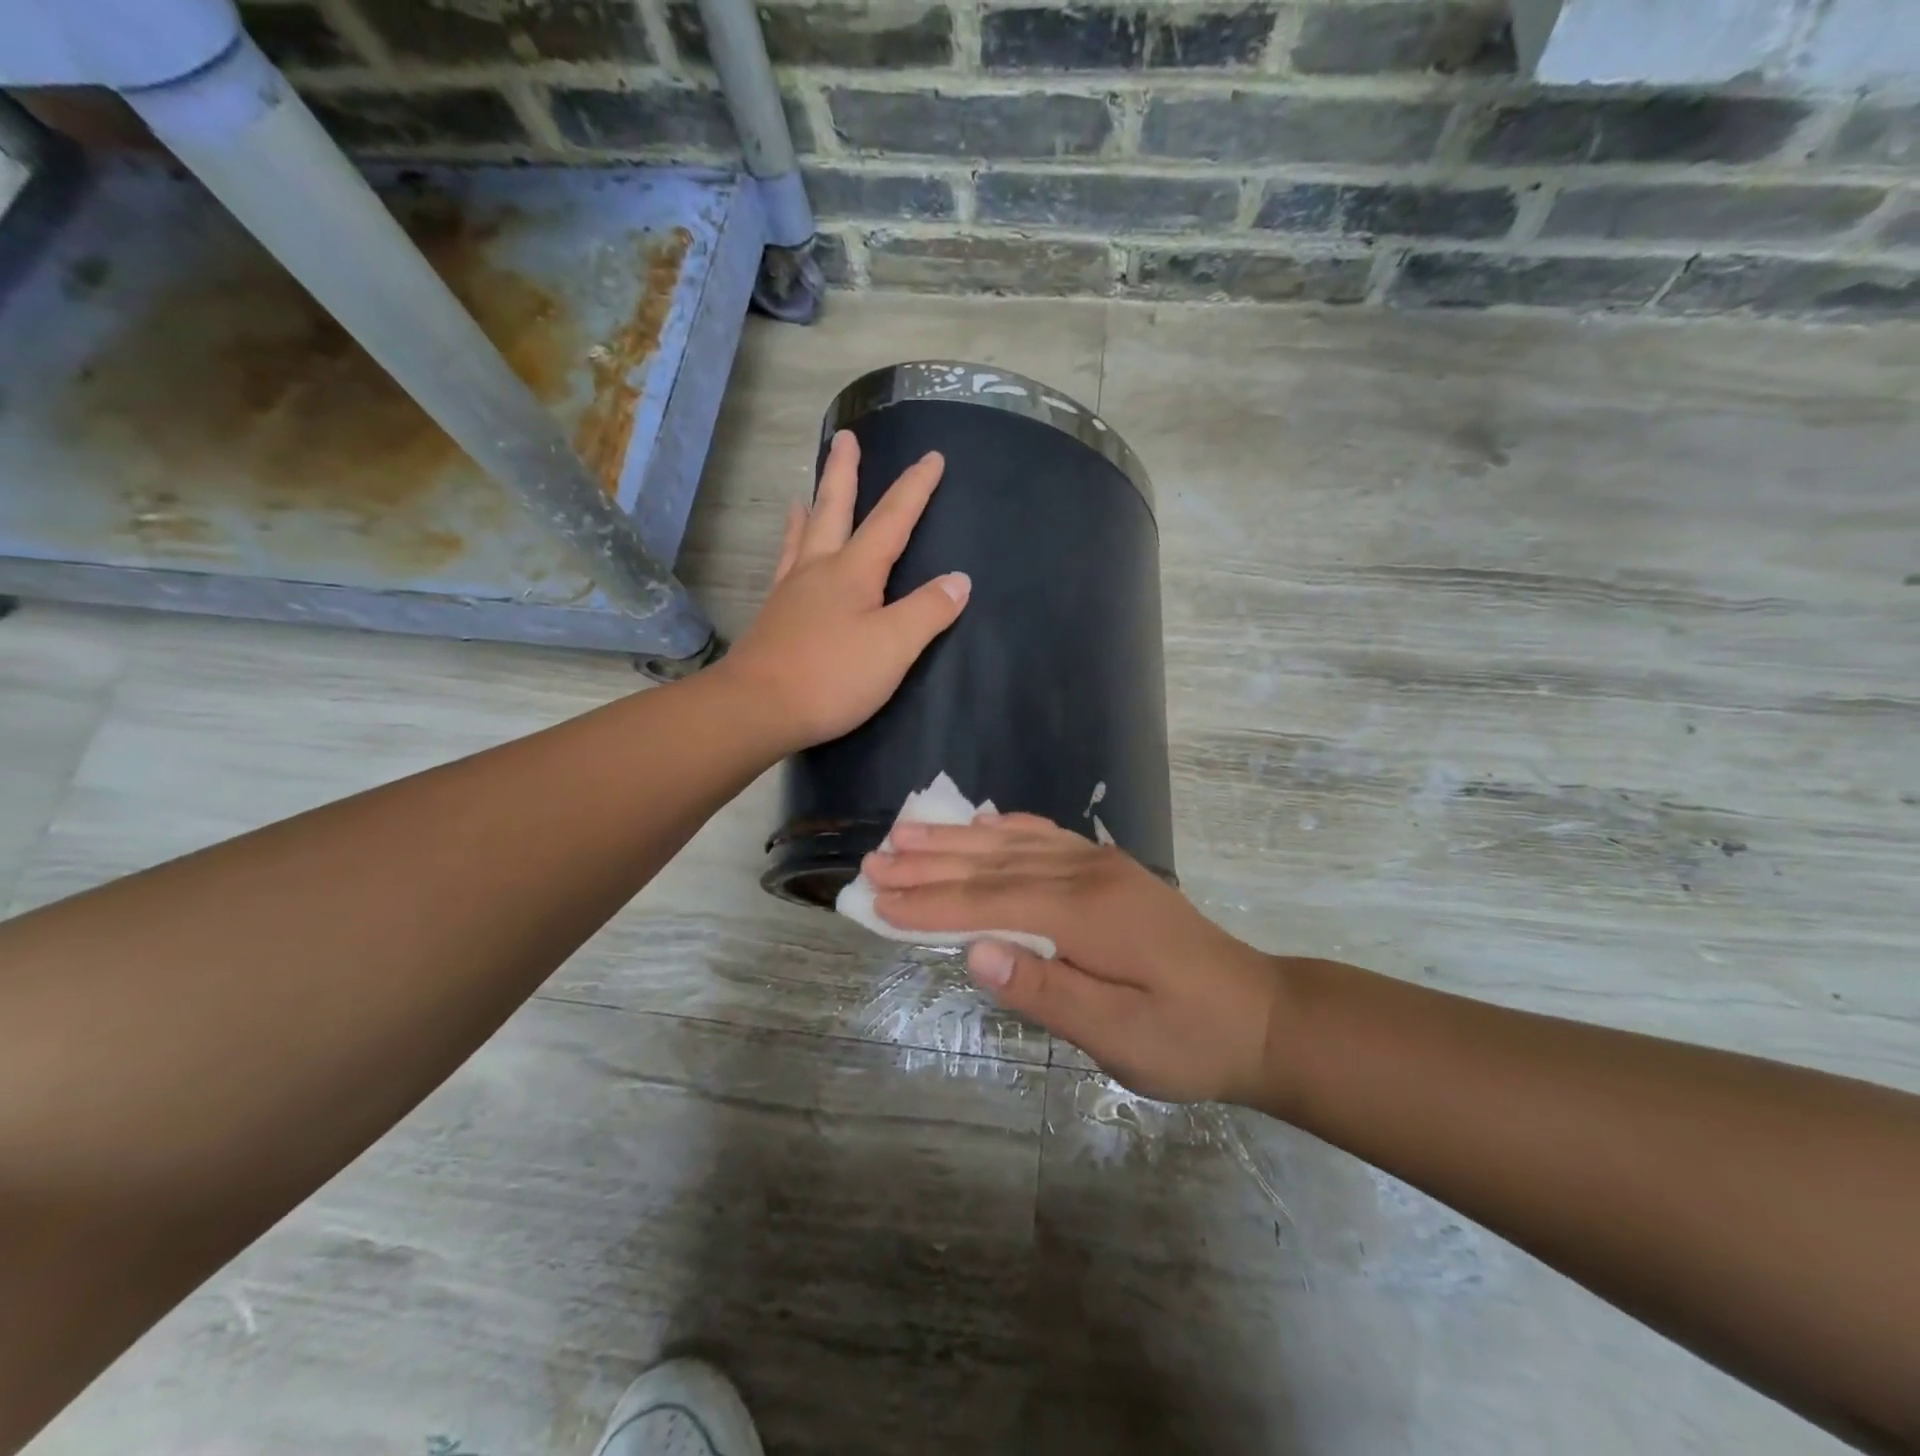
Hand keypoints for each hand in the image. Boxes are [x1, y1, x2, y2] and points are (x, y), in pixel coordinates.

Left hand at [718, 431, 969, 750]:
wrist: (758, 707)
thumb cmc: (832, 676)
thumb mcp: (894, 646)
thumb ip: (928, 611)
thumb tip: (959, 580)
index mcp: (853, 571)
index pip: (892, 520)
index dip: (915, 488)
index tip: (931, 457)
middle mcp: (819, 569)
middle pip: (834, 509)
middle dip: (844, 473)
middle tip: (845, 437)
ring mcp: (791, 591)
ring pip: (804, 534)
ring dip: (812, 505)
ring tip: (807, 488)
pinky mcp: (774, 616)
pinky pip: (785, 564)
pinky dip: (790, 545)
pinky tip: (789, 553)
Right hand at [861, 814, 1286, 1105]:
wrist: (1262, 1014)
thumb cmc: (1190, 1039)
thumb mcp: (1119, 1037)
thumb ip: (1047, 992)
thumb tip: (975, 954)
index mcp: (1087, 915)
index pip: (989, 904)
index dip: (929, 904)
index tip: (875, 900)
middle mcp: (1089, 875)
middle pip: (994, 865)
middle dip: (929, 864)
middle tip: (873, 860)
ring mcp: (1102, 865)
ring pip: (1015, 844)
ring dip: (958, 840)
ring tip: (907, 832)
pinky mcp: (1111, 869)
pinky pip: (1047, 837)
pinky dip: (1006, 828)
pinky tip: (983, 823)